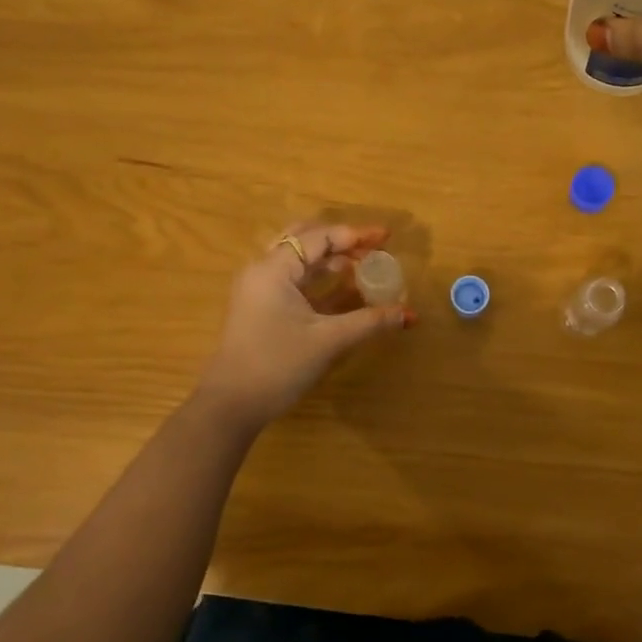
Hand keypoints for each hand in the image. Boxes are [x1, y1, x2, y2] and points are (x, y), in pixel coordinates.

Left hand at [195, 223, 413, 431]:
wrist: (231, 405)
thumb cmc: (277, 365)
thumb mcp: (328, 341)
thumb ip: (370, 322)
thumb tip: (410, 314)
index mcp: (274, 268)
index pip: (319, 238)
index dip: (355, 235)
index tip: (386, 237)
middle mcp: (263, 270)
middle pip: (304, 239)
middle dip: (340, 241)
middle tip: (372, 247)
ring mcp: (258, 289)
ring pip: (298, 260)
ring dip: (330, 259)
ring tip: (362, 266)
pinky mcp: (260, 308)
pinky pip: (293, 279)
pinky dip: (318, 277)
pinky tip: (342, 288)